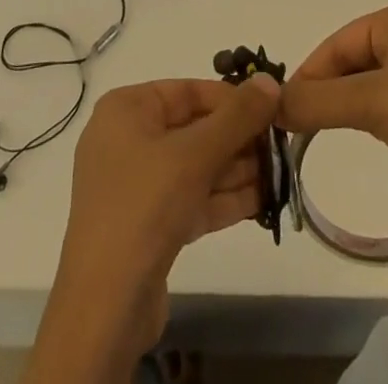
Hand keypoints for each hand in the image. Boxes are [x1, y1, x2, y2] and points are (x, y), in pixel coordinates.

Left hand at [29, 76, 278, 380]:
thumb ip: (237, 116)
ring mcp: (136, 185)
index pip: (187, 91)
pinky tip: (262, 201)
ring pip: (195, 166)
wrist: (106, 305)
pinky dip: (222, 198)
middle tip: (281, 146)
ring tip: (280, 173)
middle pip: (193, 128)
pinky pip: (190, 198)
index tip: (271, 109)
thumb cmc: (146, 205)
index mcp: (127, 109)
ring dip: (237, 170)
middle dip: (238, 139)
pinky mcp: (148, 225)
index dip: (231, 99)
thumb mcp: (196, 153)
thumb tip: (270, 80)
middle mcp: (128, 139)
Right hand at [279, 1, 387, 204]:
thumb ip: (317, 101)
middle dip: (327, 89)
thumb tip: (271, 104)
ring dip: (348, 104)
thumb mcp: (370, 103)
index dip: (308, 74)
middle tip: (299, 125)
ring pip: (373, 80)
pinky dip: (374, 114)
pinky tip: (371, 134)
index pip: (338, 42)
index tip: (284, 110)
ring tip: (325, 132)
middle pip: (354, 58)